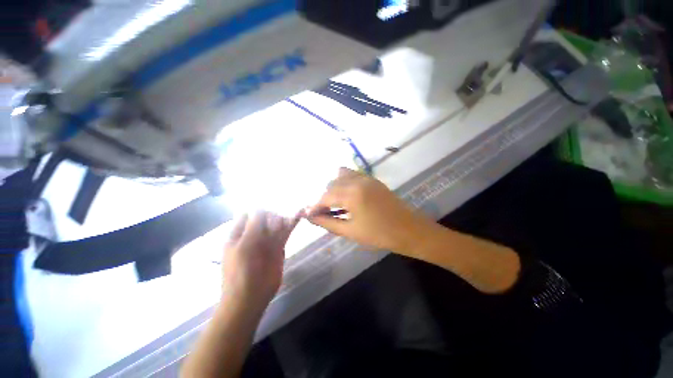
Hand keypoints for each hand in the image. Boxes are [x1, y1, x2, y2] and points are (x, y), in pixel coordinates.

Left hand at [222, 211, 299, 308]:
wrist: (250, 297)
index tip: (268, 207)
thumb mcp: (243, 246)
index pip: (249, 213)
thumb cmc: (241, 271)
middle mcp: (254, 233)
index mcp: (239, 233)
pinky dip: (292, 223)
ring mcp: (267, 240)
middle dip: (272, 214)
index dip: (258, 209)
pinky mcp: (279, 246)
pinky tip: (300, 213)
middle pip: (265, 216)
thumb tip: (261, 206)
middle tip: (275, 224)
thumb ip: (253, 226)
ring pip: (277, 223)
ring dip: (284, 216)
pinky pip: (286, 231)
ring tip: (288, 218)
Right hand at [307, 167, 436, 254]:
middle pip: (331, 184)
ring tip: (334, 203)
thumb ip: (328, 222)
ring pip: (340, 176)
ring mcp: (366, 177)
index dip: (315, 206)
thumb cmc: (379, 235)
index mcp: (352, 194)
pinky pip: (352, 174)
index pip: (325, 196)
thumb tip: (310, 217)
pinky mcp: (372, 179)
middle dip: (323, 198)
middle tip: (322, 212)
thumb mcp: (351, 231)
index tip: (308, 214)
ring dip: (333, 188)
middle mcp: (357, 180)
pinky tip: (345, 195)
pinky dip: (344, 182)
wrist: (409, 230)